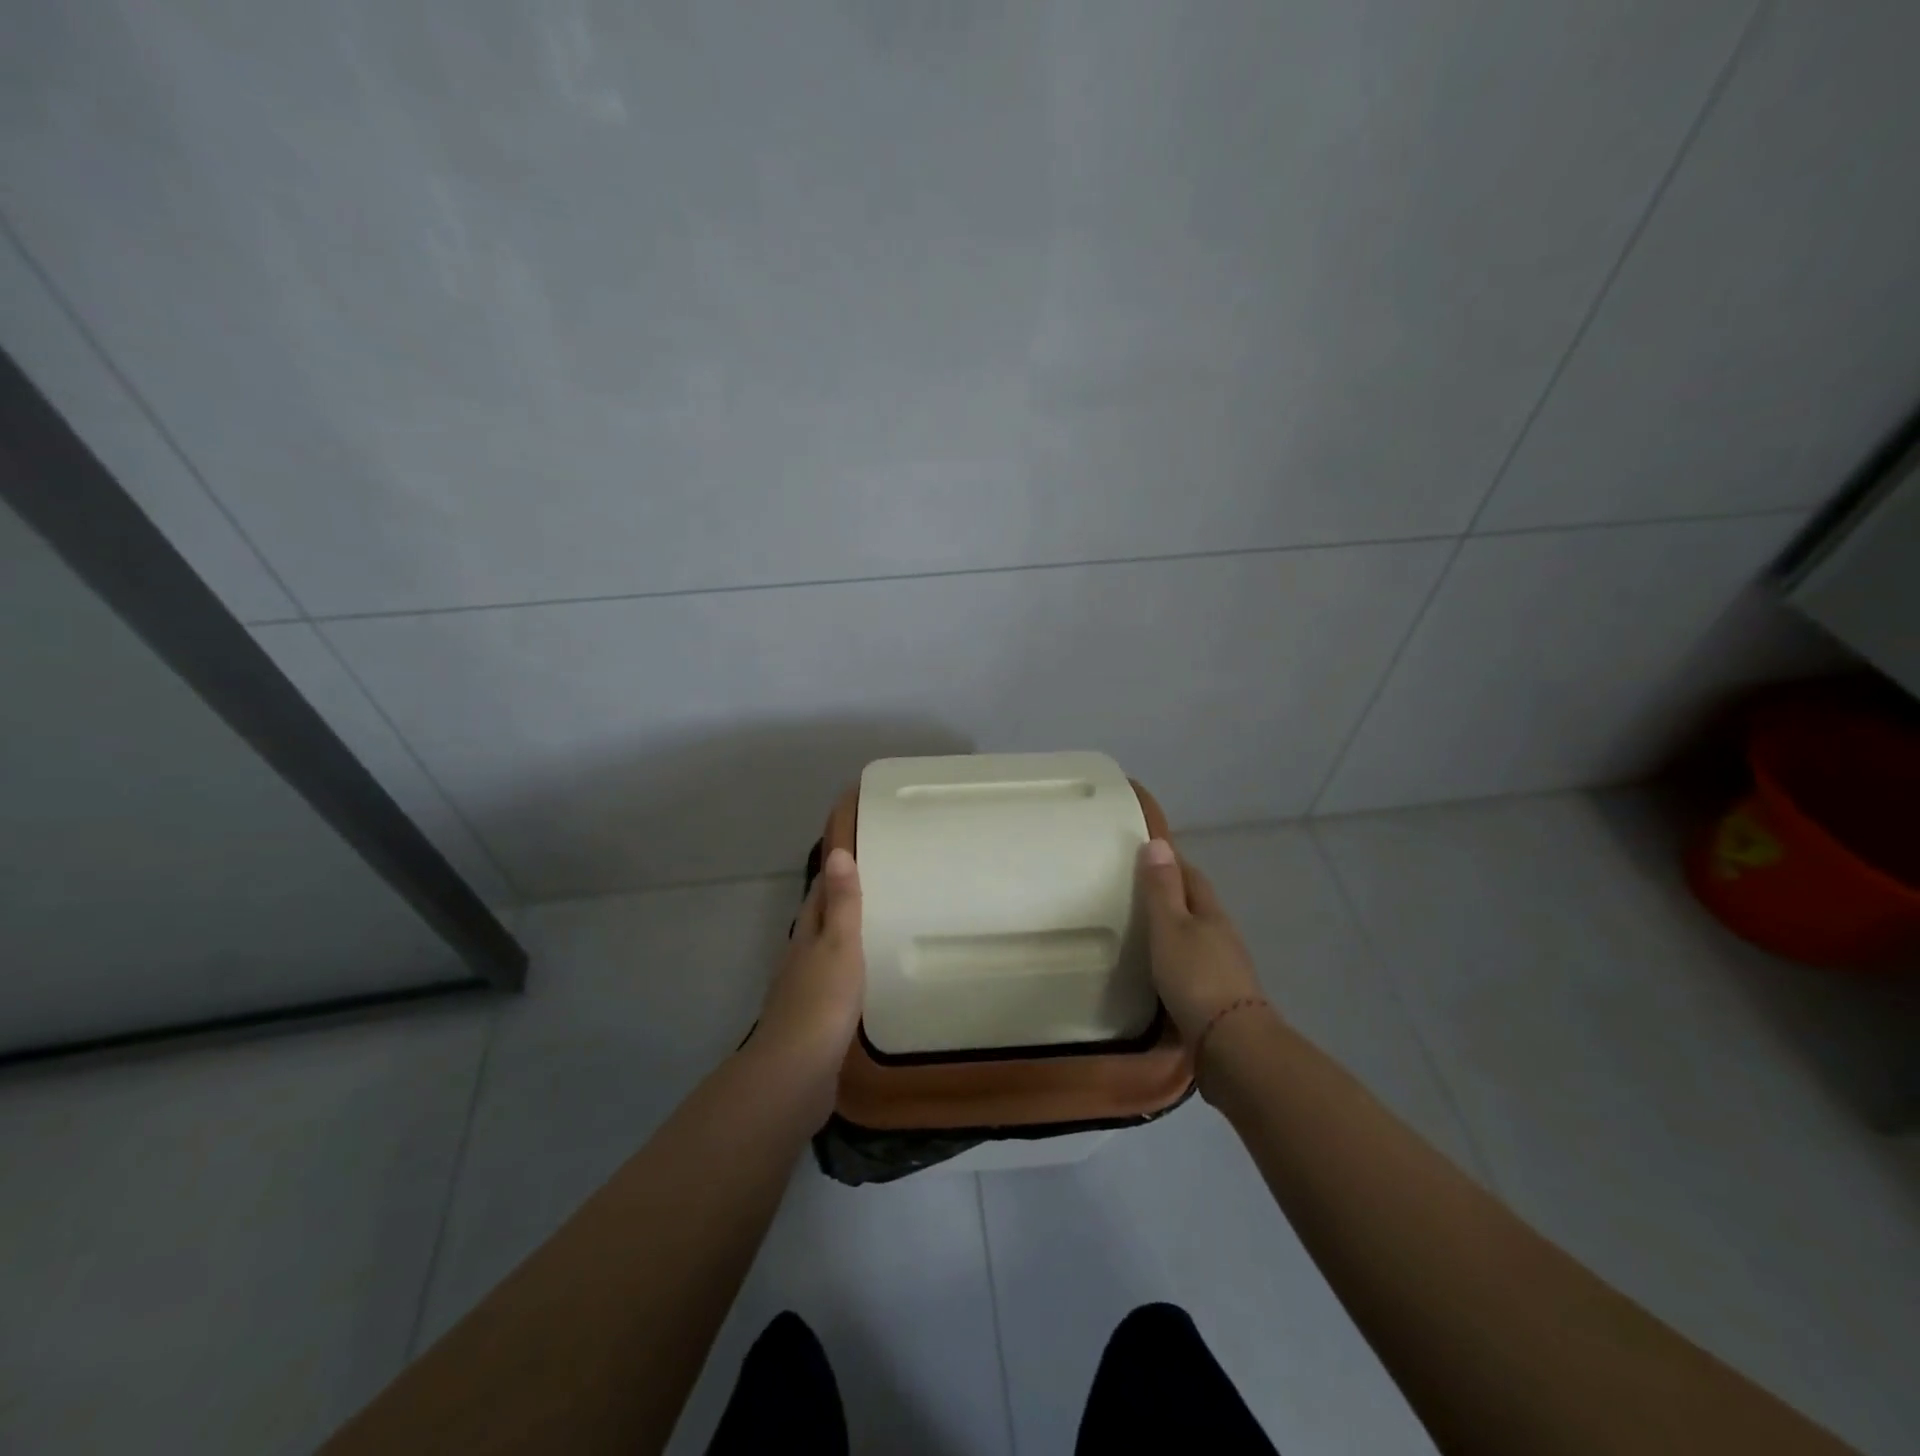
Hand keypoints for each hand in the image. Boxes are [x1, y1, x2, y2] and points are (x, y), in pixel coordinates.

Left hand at [756, 847, 865, 1071]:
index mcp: (804, 940)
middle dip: (832, 913)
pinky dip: (840, 984)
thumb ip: (843, 902)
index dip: (828, 880)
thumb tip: (837, 851)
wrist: (796, 1072)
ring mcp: (799, 999)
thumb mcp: (840, 944)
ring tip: (865, 941)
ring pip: (818, 963)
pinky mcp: (808, 1030)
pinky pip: (827, 996)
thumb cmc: (823, 1000)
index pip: (815, 900)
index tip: (845, 861)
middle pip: (813, 930)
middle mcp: (796, 965)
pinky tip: (856, 992)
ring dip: (836, 950)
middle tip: (864, 898)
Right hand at [1137, 839, 1264, 1045]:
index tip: (1147, 855)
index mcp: (1211, 913)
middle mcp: (1222, 936)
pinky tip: (1161, 971)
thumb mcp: (1170, 927)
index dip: (1172, 863)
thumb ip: (1161, 889)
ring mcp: (1225, 969)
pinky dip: (1177, 960)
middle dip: (1173, 896)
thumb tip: (1158, 842)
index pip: (1192, 877)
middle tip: (1138, 892)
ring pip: (1197, 938)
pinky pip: (1194, 967)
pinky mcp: (1219, 999)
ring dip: (1176, 931)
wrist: (1231, 1045)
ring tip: (1144, 931)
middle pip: (1197, 906)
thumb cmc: (1195, 976)